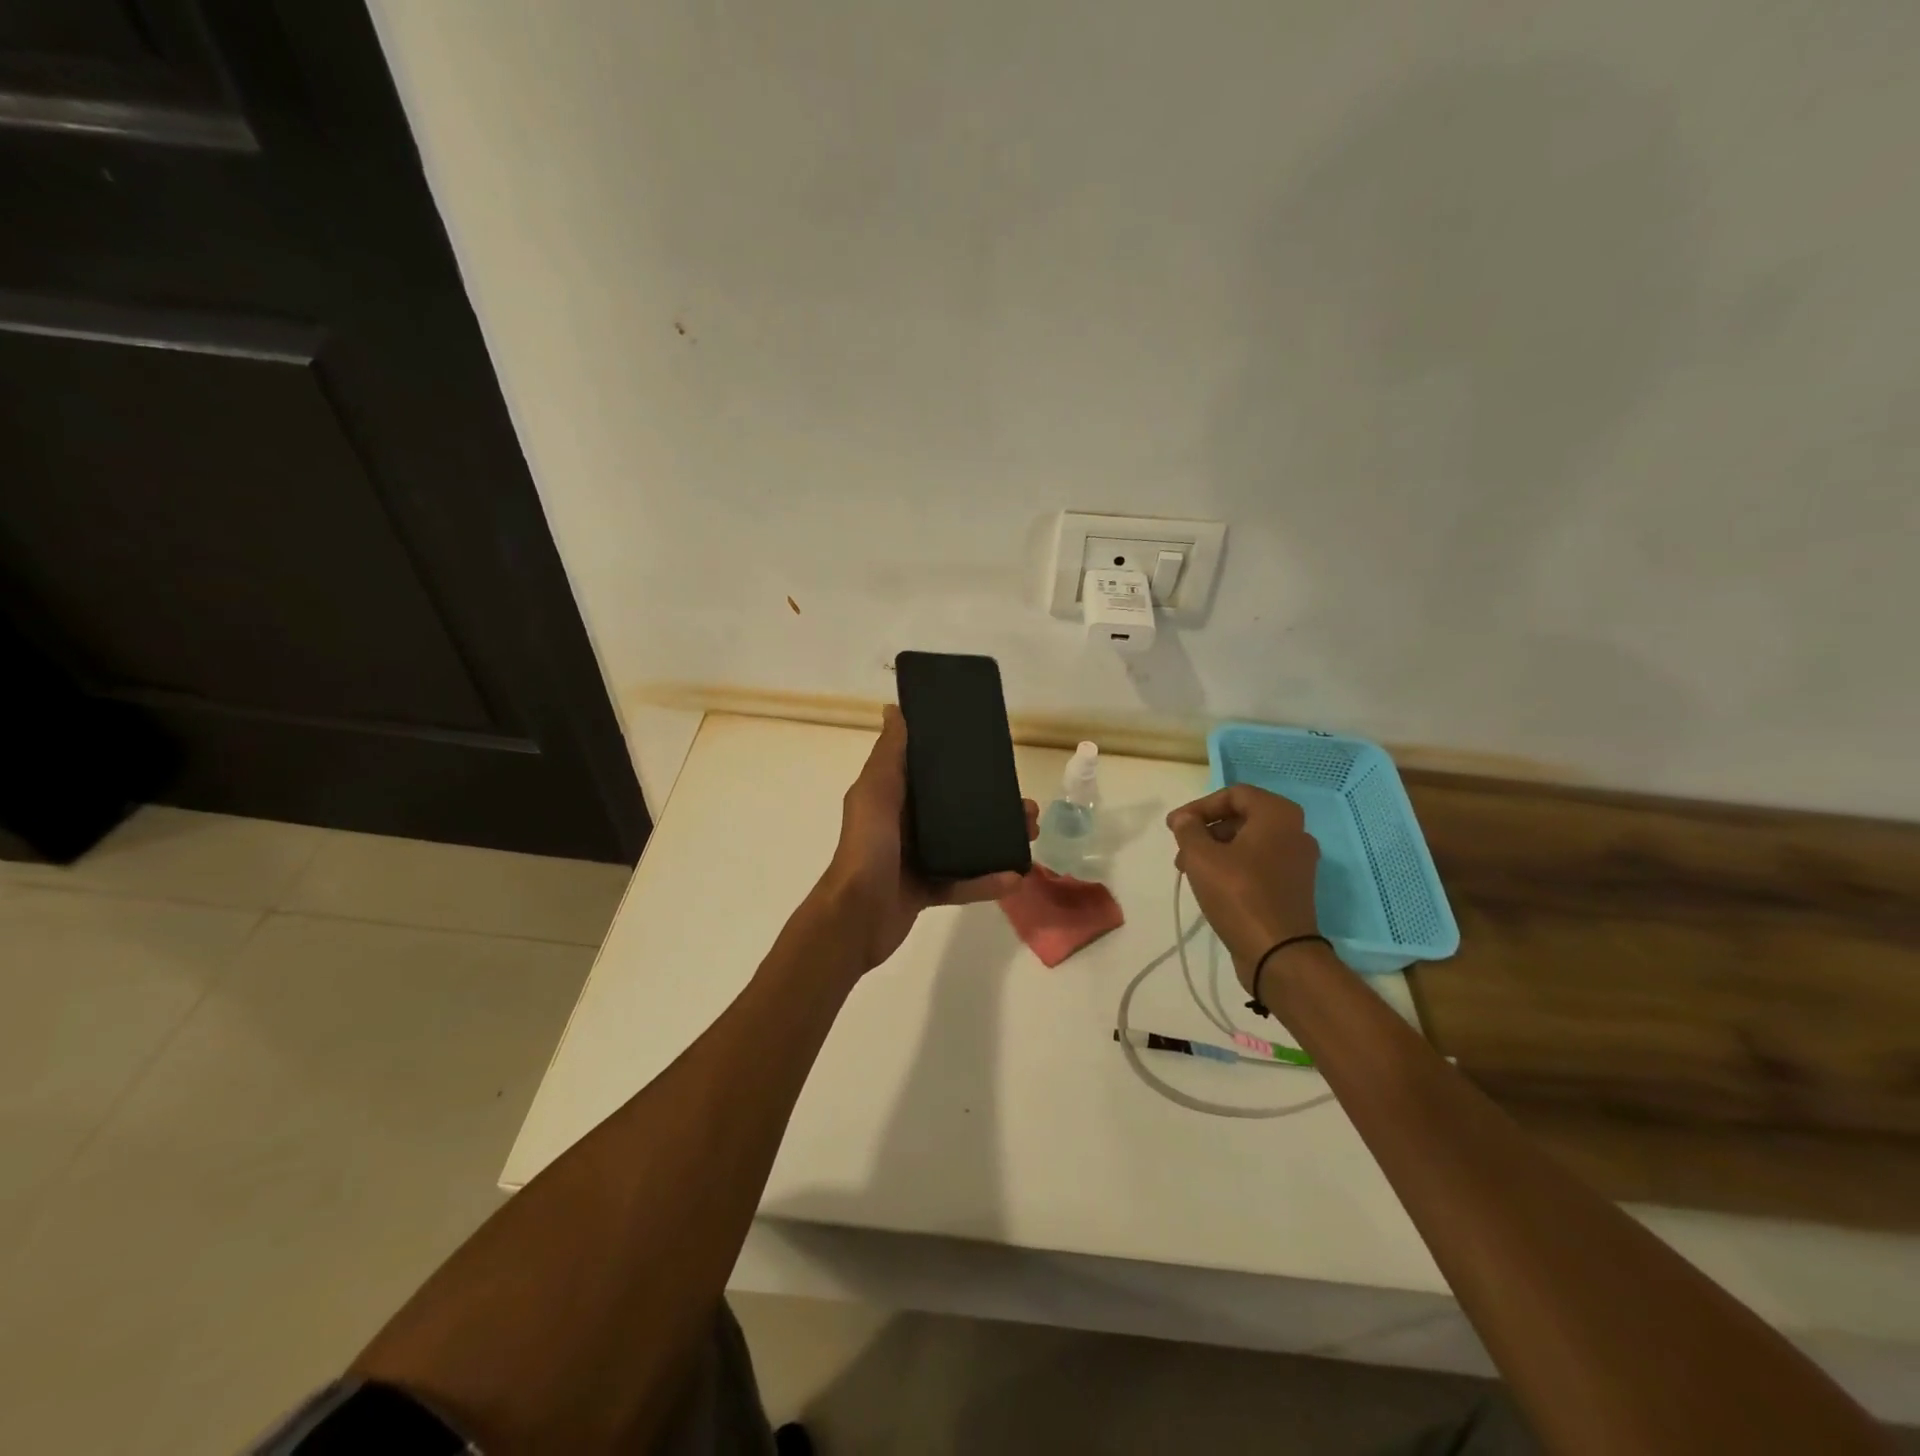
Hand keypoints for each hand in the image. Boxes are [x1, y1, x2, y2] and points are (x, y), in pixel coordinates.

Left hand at [813, 706, 1038, 972]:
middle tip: (1025, 805)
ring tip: (1030, 834)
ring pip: (965, 844)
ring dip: (998, 839)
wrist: (854, 919)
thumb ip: (889, 755)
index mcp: (892, 797)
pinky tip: (1014, 878)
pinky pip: (962, 883)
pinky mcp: (926, 890)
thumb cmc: (867, 849)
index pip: (929, 772)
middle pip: (956, 809)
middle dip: (992, 805)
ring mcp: (916, 859)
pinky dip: (986, 881)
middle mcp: (904, 824)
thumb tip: (894, 709)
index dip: (960, 762)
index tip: (994, 756)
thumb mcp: (876, 794)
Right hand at [1166, 784, 1321, 996]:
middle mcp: (1294, 832)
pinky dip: (1233, 866)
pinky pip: (1259, 864)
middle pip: (1242, 817)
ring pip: (1249, 842)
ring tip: (1188, 870)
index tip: (1174, 826)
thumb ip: (1188, 830)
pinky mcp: (1293, 887)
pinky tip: (1210, 885)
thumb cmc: (1239, 894)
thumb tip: (1184, 819)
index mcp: (1278, 815)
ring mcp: (1297, 862)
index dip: (1199, 806)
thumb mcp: (1201, 857)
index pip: (1233, 794)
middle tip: (1180, 848)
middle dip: (1206, 830)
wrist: (1279, 953)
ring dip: (1215, 849)